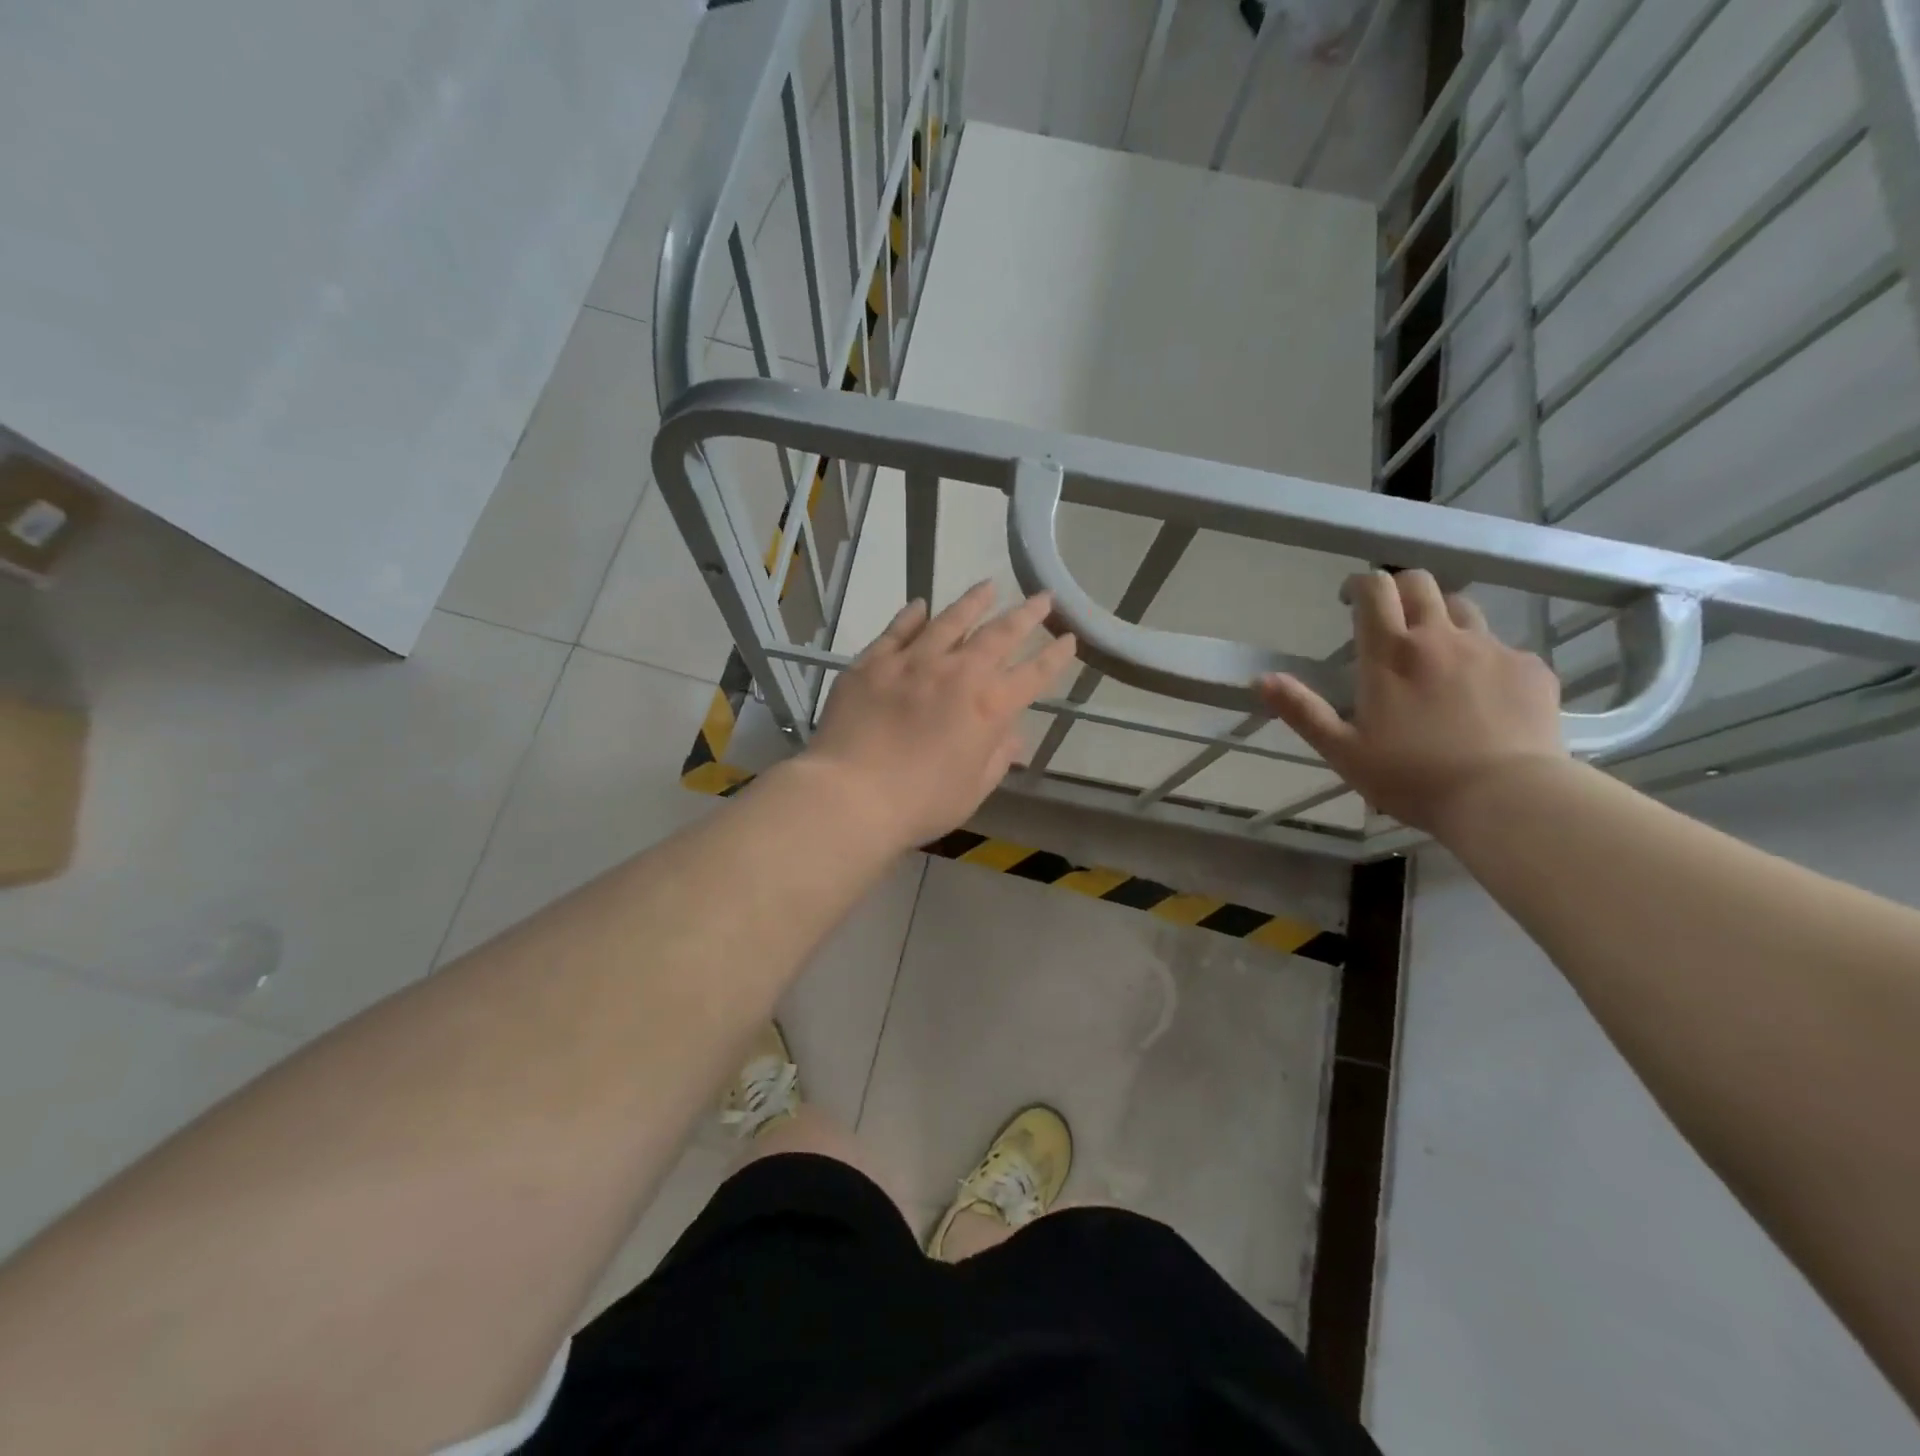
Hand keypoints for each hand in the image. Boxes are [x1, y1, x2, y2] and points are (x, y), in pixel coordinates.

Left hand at [804, 582, 1077, 850]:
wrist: (851, 795)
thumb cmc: (920, 803)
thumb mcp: (973, 789)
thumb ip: (997, 757)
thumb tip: (1013, 735)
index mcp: (989, 706)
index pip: (1034, 674)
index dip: (1055, 656)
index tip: (1069, 638)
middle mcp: (957, 672)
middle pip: (999, 634)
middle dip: (1026, 615)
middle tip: (1042, 598)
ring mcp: (912, 661)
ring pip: (950, 620)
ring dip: (974, 602)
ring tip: (988, 586)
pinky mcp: (873, 661)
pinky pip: (898, 629)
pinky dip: (913, 615)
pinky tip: (921, 605)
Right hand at [1260, 569, 1565, 834]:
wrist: (1507, 798)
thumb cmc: (1412, 777)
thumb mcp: (1343, 751)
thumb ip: (1302, 711)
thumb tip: (1261, 679)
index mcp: (1390, 654)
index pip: (1374, 590)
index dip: (1360, 585)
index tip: (1350, 600)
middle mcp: (1440, 638)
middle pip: (1420, 584)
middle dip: (1399, 590)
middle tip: (1389, 619)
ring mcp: (1491, 649)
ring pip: (1463, 609)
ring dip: (1442, 619)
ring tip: (1435, 655)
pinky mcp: (1530, 668)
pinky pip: (1502, 648)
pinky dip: (1483, 659)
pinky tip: (1481, 695)